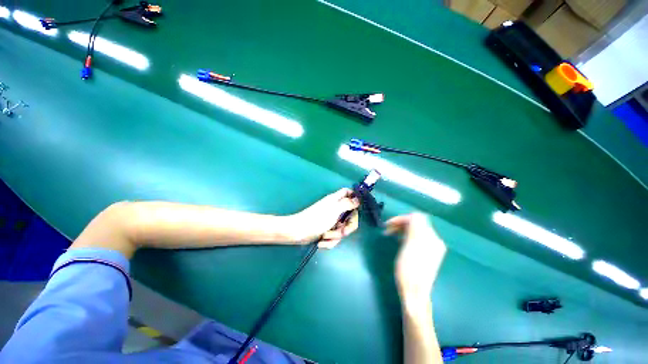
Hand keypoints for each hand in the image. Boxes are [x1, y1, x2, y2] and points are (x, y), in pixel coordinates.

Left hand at [290, 188, 359, 248]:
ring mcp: (331, 220)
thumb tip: (358, 199)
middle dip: (347, 227)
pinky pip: (335, 236)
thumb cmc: (316, 219)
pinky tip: (322, 242)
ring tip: (326, 236)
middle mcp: (335, 209)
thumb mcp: (334, 210)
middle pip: (350, 215)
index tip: (358, 208)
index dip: (355, 197)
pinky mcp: (327, 231)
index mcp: (336, 200)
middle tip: (342, 231)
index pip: (348, 192)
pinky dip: (329, 241)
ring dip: (336, 235)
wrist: (298, 232)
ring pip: (343, 228)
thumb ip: (347, 203)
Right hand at [386, 213, 446, 307]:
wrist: (415, 293)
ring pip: (417, 230)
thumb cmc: (408, 270)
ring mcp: (433, 247)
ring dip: (403, 230)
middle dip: (401, 224)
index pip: (416, 218)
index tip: (388, 225)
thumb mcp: (408, 246)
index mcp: (429, 237)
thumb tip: (414, 215)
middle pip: (417, 223)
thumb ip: (414, 228)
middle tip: (388, 231)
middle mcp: (434, 240)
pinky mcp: (430, 253)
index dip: (401, 219)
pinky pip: (418, 238)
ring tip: (392, 236)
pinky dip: (408, 236)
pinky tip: (401, 242)